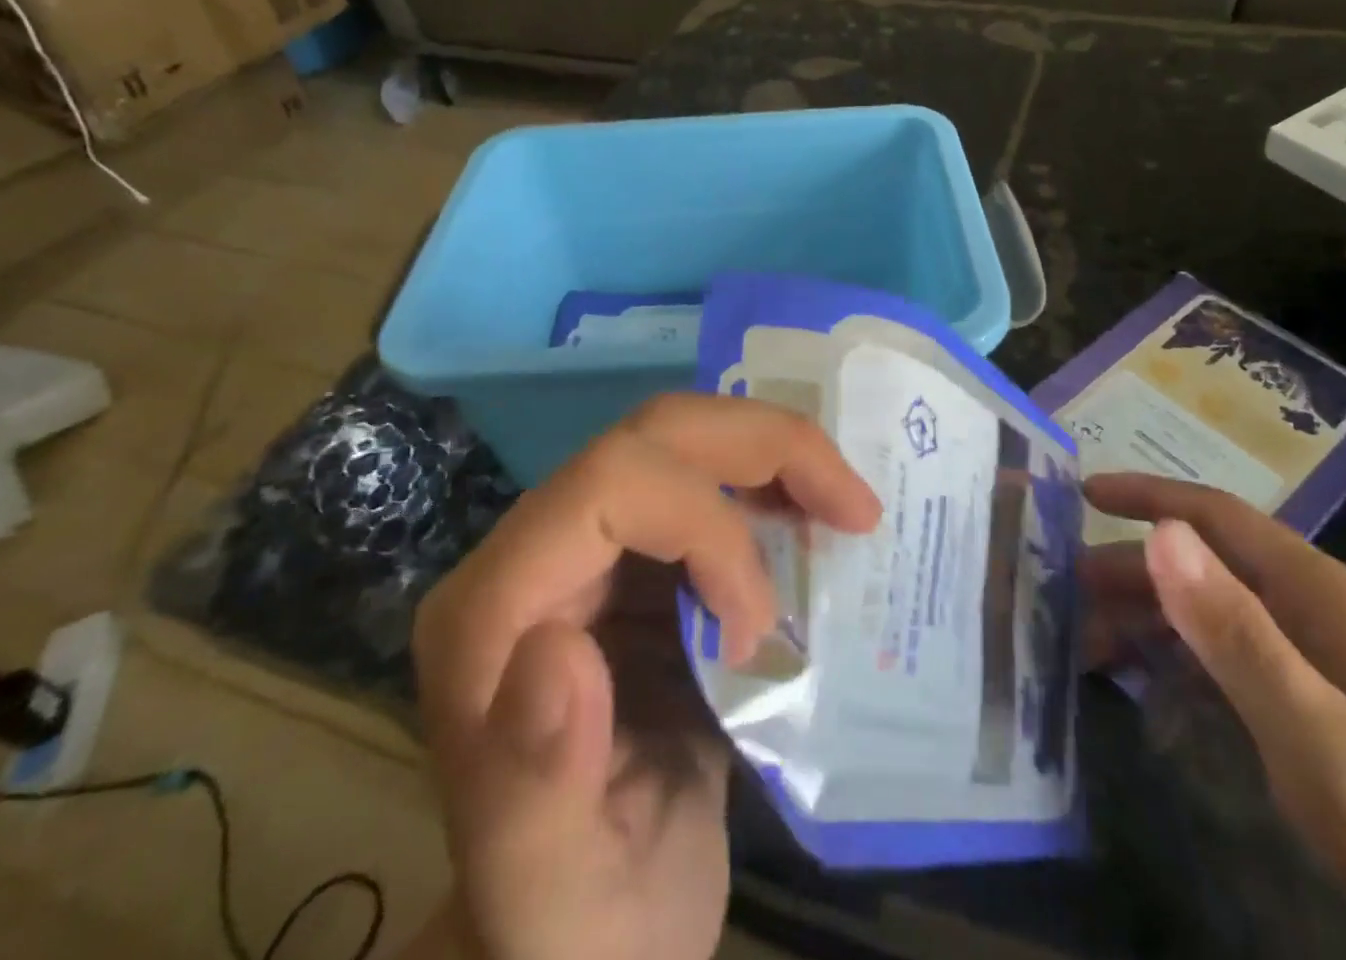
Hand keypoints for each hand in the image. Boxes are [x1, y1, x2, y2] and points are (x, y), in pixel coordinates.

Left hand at [405, 394, 880, 959]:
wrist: (595, 930)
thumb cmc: (572, 924)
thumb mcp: (551, 894)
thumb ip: (533, 786)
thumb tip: (559, 647)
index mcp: (494, 610)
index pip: (607, 487)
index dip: (706, 526)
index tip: (759, 625)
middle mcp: (536, 553)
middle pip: (651, 435)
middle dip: (760, 447)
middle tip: (851, 502)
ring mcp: (594, 548)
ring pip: (687, 440)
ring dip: (776, 455)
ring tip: (848, 506)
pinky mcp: (644, 561)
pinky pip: (714, 482)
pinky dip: (776, 487)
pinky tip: (818, 523)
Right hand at [1080, 474, 1345, 959]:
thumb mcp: (1316, 731)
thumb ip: (1235, 631)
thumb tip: (1161, 533)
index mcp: (1323, 595)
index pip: (1219, 517)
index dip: (1149, 497)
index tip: (1082, 494)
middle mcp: (1318, 612)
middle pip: (1207, 564)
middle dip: (1132, 570)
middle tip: (1063, 589)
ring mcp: (1321, 661)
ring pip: (1213, 613)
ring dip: (1148, 618)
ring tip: (1085, 643)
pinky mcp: (1318, 708)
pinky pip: (1229, 659)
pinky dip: (1177, 659)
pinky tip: (1142, 682)